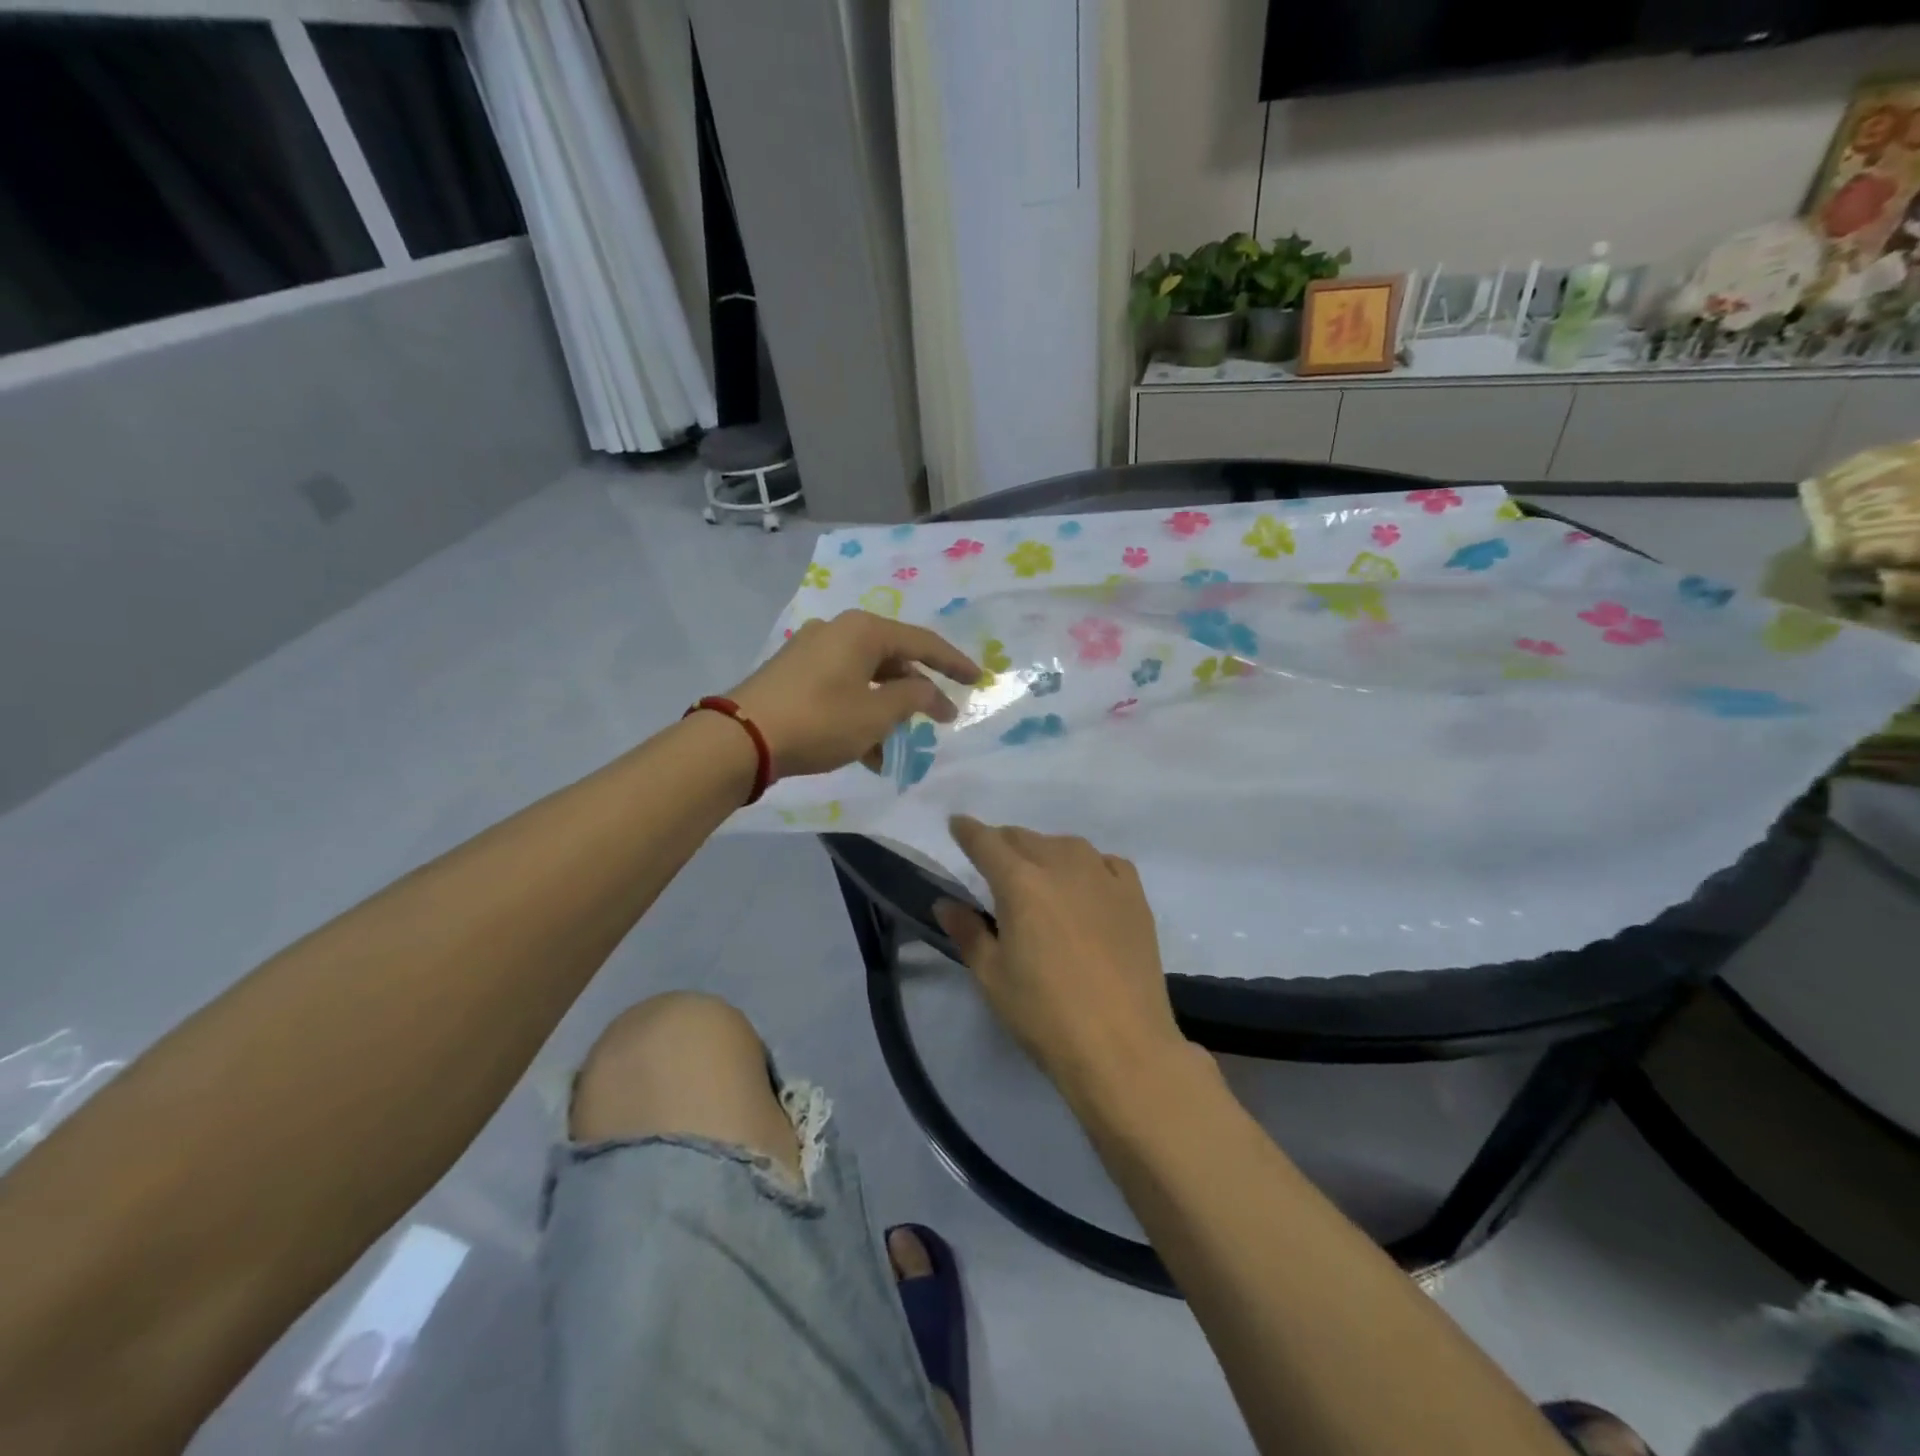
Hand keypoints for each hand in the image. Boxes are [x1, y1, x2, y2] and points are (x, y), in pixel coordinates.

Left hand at [727, 611, 979, 779]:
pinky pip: (841, 688)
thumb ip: (913, 699)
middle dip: (915, 693)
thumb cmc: (820, 721)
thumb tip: (929, 692)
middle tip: (938, 719)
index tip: (978, 680)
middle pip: (892, 659)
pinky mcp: (793, 673)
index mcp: (863, 630)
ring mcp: (812, 651)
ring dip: (886, 711)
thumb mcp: (876, 714)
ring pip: (866, 679)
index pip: (922, 643)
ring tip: (896, 748)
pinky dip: (859, 714)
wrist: (741, 738)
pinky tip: (864, 752)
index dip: (954, 663)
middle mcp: (838, 631)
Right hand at [935, 817, 1191, 1103]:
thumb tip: (945, 903)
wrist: (1123, 1046)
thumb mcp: (992, 977)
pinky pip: (1106, 862)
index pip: (986, 842)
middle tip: (994, 864)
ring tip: (1039, 876)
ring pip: (1066, 845)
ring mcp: (1104, 877)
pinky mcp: (1135, 896)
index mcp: (1020, 882)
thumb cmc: (1045, 1015)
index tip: (957, 825)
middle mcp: (1062, 865)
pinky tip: (1086, 886)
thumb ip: (967, 932)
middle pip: (1025, 838)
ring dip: (1044, 852)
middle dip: (1003, 844)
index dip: (968, 831)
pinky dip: (1088, 865)